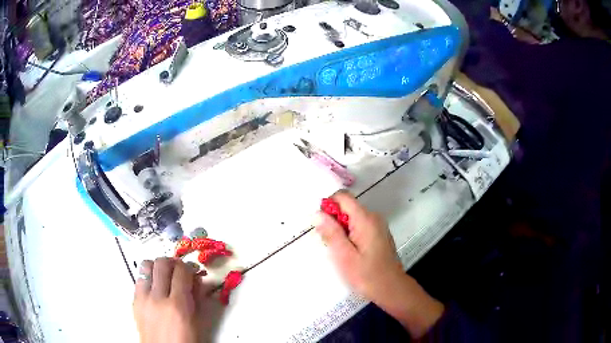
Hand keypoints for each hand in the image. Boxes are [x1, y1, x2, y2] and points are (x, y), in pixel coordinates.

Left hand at [133, 258, 222, 342]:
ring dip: (157, 266)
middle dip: (173, 262)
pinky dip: (149, 277)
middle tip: (179, 269)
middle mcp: (157, 298)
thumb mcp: (198, 323)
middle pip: (161, 263)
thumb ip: (197, 298)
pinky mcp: (134, 301)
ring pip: (146, 265)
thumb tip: (196, 279)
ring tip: (165, 275)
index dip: (188, 267)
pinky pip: (139, 279)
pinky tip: (156, 288)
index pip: (181, 272)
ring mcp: (142, 299)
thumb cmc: (185, 342)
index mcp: (177, 306)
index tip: (192, 270)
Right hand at [316, 192, 404, 302]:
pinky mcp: (379, 234)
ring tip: (340, 251)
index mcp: (365, 219)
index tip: (322, 226)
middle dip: (334, 221)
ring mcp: (378, 226)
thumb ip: (331, 232)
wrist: (391, 288)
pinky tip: (351, 253)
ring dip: (341, 229)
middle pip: (347, 207)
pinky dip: (351, 234)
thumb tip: (317, 213)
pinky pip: (360, 226)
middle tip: (331, 245)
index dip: (328, 206)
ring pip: (352, 217)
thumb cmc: (366, 274)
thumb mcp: (344, 255)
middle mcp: (373, 217)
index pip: (342, 196)